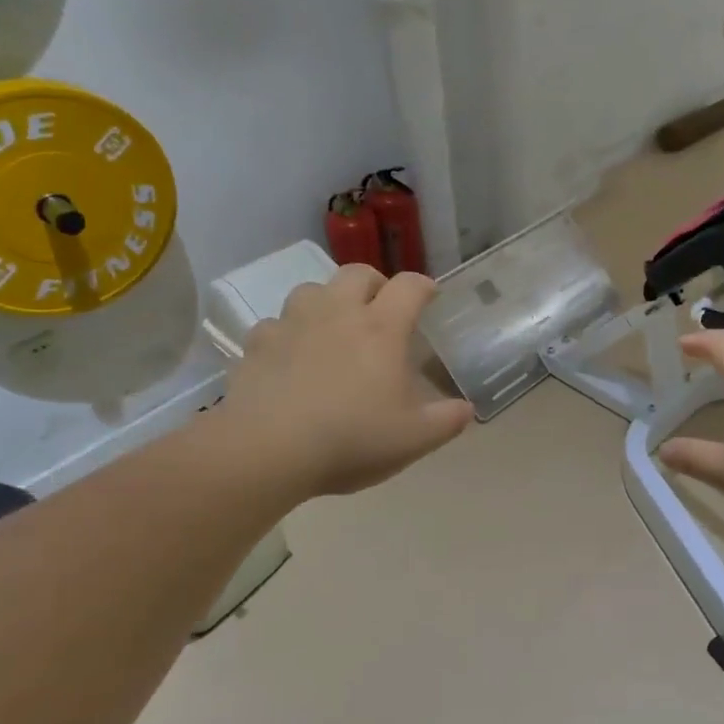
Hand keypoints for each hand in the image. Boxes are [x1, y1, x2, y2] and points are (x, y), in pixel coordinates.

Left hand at [220, 265, 472, 498]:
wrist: (266, 450)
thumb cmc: (350, 440)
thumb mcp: (414, 439)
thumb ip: (447, 421)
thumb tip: (466, 409)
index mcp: (381, 328)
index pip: (410, 286)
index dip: (424, 287)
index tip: (430, 298)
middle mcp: (337, 312)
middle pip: (358, 272)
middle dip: (376, 284)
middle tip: (382, 310)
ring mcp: (293, 323)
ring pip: (313, 289)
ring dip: (329, 300)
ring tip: (334, 328)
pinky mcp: (257, 343)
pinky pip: (276, 323)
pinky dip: (289, 332)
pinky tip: (291, 356)